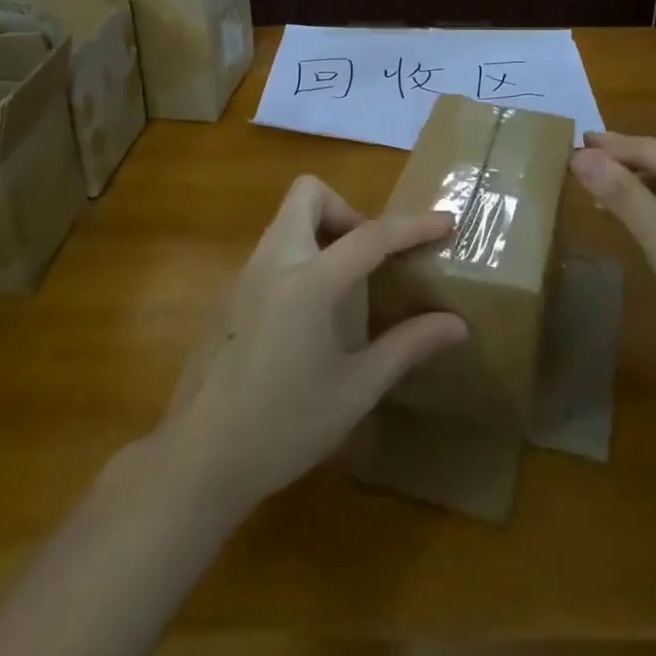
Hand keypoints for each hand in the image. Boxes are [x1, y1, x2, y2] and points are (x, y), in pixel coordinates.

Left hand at [156, 176, 467, 521]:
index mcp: (309, 282)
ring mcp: (243, 276)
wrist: (199, 461)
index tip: (446, 222)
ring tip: (343, 286)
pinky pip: (269, 253)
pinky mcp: (226, 297)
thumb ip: (406, 346)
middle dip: (346, 209)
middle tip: (367, 256)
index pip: (370, 235)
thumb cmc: (285, 426)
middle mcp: (272, 263)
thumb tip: (456, 325)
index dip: (413, 226)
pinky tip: (305, 317)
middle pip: (307, 194)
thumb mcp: (356, 390)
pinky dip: (297, 259)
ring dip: (320, 232)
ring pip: (285, 220)